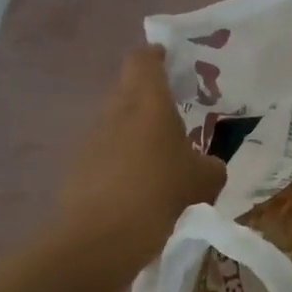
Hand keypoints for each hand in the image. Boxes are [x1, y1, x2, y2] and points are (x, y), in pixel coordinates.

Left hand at [62, 45, 225, 261]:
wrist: (103, 236)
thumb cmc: (161, 192)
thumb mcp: (206, 179)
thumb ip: (211, 165)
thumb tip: (207, 165)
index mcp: (148, 103)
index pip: (143, 60)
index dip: (156, 55)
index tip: (171, 61)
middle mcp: (115, 112)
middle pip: (128, 89)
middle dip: (150, 97)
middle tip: (176, 114)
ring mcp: (92, 139)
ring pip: (116, 122)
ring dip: (136, 132)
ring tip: (160, 157)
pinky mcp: (79, 167)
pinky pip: (106, 152)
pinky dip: (122, 160)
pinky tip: (140, 186)